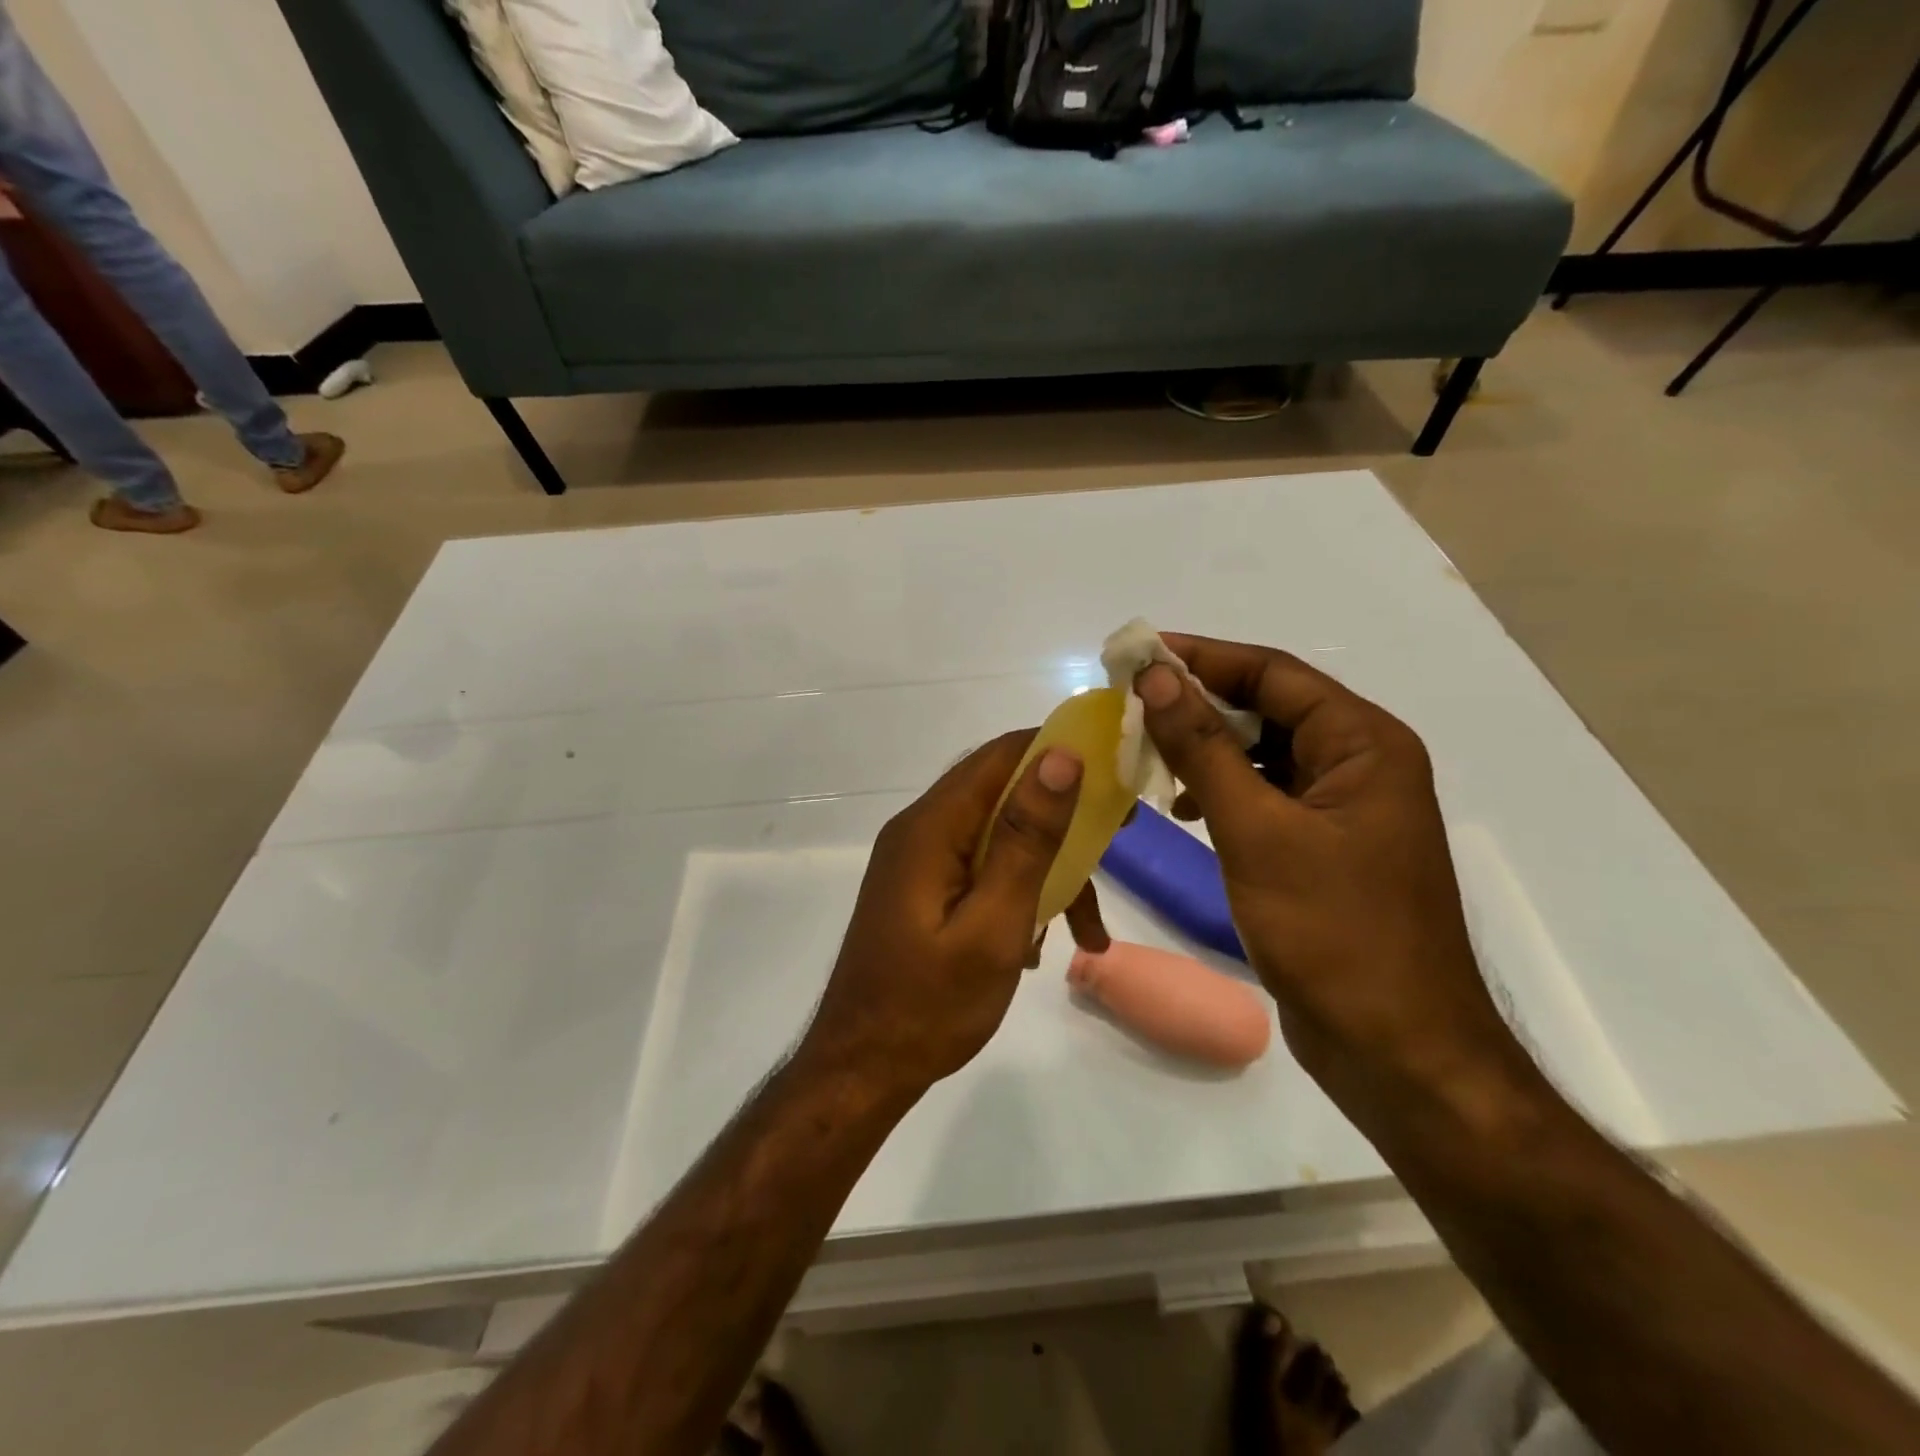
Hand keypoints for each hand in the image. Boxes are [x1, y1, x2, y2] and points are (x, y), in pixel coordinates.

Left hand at [798, 732, 1104, 1098]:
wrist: (863, 1068)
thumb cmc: (930, 1005)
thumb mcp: (994, 924)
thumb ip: (1026, 840)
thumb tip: (1060, 757)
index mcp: (931, 827)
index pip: (1001, 756)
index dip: (1059, 749)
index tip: (1115, 769)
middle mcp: (922, 830)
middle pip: (1003, 792)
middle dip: (1064, 814)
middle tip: (1120, 839)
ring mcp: (921, 861)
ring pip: (999, 837)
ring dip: (1049, 870)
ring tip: (1090, 929)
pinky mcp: (926, 889)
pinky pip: (983, 869)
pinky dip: (1020, 893)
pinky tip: (1043, 945)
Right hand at [1136, 635, 1533, 1123]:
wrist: (1395, 1049)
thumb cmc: (1333, 932)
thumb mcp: (1257, 831)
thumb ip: (1203, 748)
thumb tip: (1157, 676)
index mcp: (1363, 744)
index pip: (1274, 673)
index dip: (1203, 657)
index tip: (1138, 654)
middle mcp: (1359, 764)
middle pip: (1268, 709)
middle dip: (1199, 704)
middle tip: (1129, 704)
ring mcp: (1343, 809)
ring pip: (1263, 755)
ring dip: (1206, 750)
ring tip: (1145, 754)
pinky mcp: (1323, 848)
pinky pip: (1265, 797)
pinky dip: (1222, 792)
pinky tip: (1182, 809)